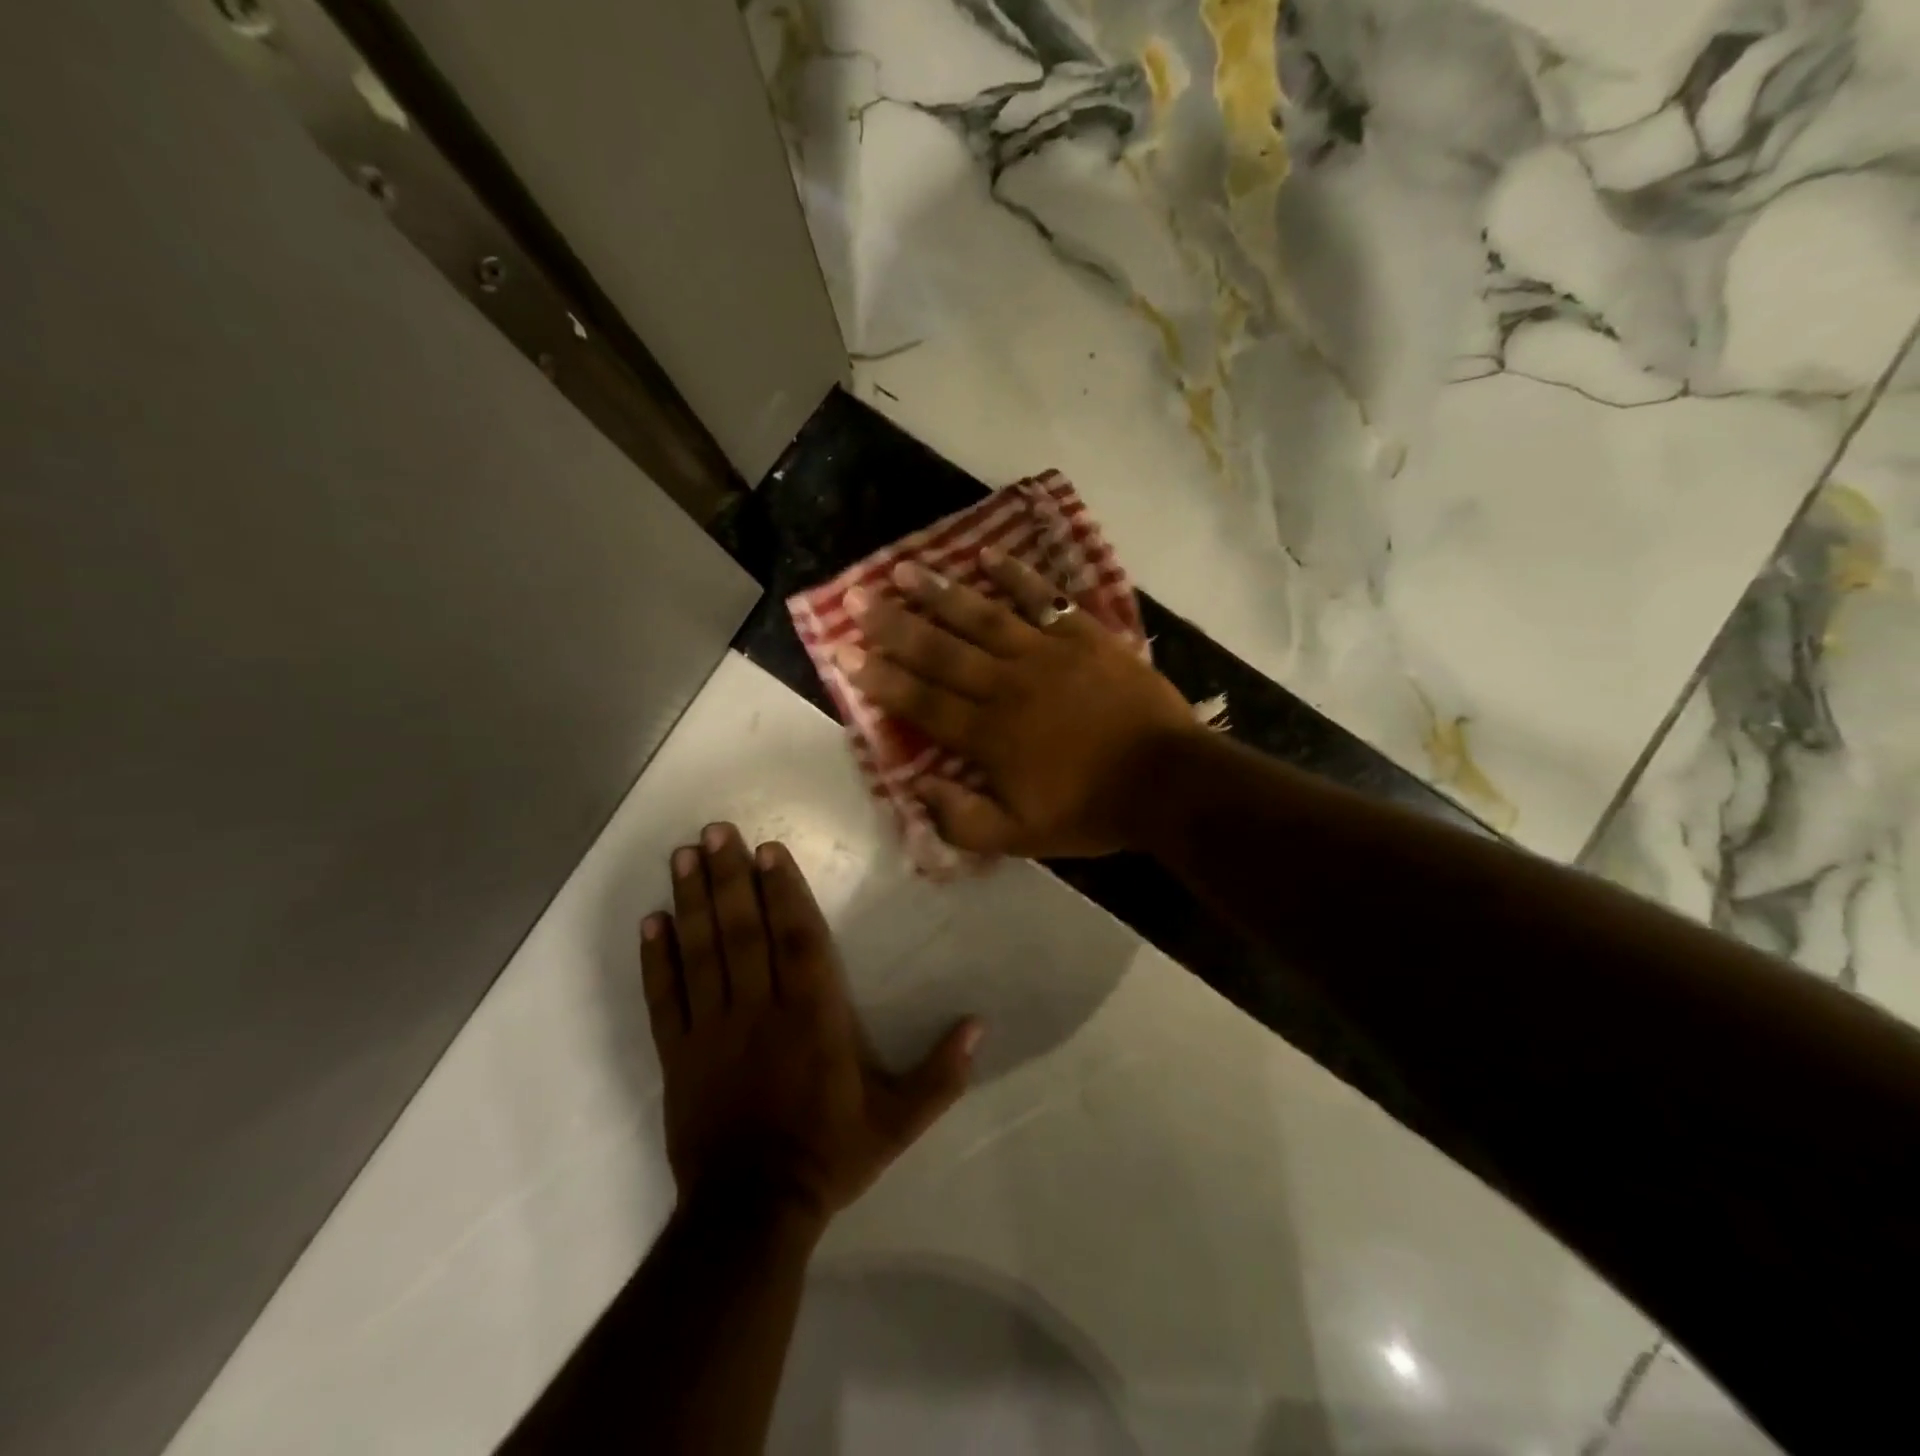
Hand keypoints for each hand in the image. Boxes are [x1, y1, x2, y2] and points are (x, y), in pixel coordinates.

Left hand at [642, 824, 980, 1226]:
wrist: (751, 1214)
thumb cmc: (829, 1156)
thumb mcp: (899, 1122)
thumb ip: (941, 1074)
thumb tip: (979, 1025)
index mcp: (813, 1017)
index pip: (797, 939)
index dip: (783, 891)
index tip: (768, 850)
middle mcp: (760, 1010)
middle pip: (742, 931)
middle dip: (730, 877)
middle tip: (716, 830)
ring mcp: (712, 1030)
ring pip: (701, 952)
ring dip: (692, 900)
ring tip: (684, 855)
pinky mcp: (678, 1054)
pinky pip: (665, 997)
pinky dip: (656, 958)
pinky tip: (651, 921)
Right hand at [842, 551, 1202, 856]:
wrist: (1168, 781)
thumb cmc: (1092, 810)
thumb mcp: (1022, 837)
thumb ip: (964, 819)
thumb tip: (916, 790)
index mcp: (988, 734)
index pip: (922, 701)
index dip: (880, 677)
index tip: (843, 651)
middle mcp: (1007, 684)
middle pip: (941, 650)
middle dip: (894, 625)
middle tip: (856, 598)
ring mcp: (1046, 654)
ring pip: (983, 616)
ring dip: (941, 592)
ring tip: (904, 569)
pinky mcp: (1084, 636)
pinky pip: (1044, 599)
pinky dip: (1017, 576)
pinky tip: (989, 556)